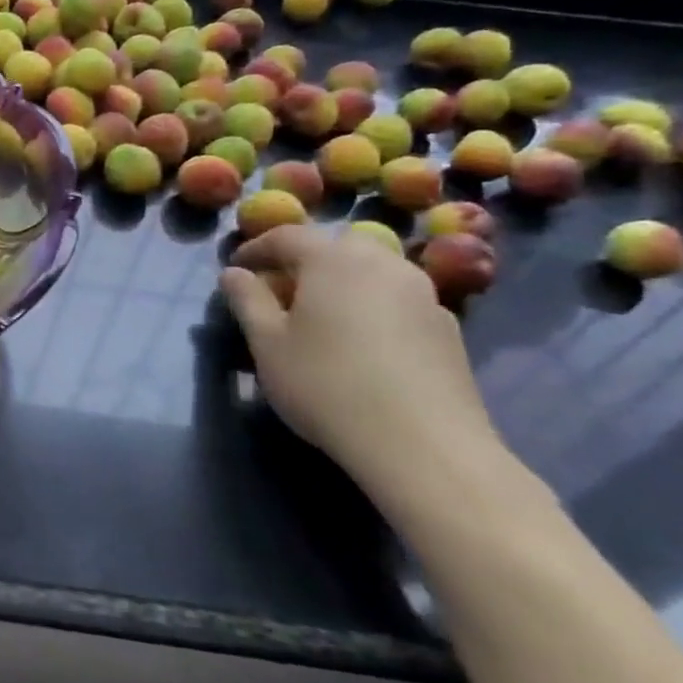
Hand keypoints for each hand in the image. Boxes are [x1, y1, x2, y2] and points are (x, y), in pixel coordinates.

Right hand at [219, 226, 511, 501]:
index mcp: (332, 259)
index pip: (286, 236)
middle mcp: (382, 263)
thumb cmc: (326, 385)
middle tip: (282, 293)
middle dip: (304, 262)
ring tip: (323, 319)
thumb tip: (234, 273)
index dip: (256, 249)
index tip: (237, 269)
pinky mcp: (448, 328)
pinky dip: (373, 308)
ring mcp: (423, 294)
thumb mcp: (267, 343)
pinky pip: (398, 301)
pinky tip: (363, 346)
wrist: (424, 446)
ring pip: (372, 272)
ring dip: (342, 284)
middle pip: (335, 247)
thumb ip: (247, 300)